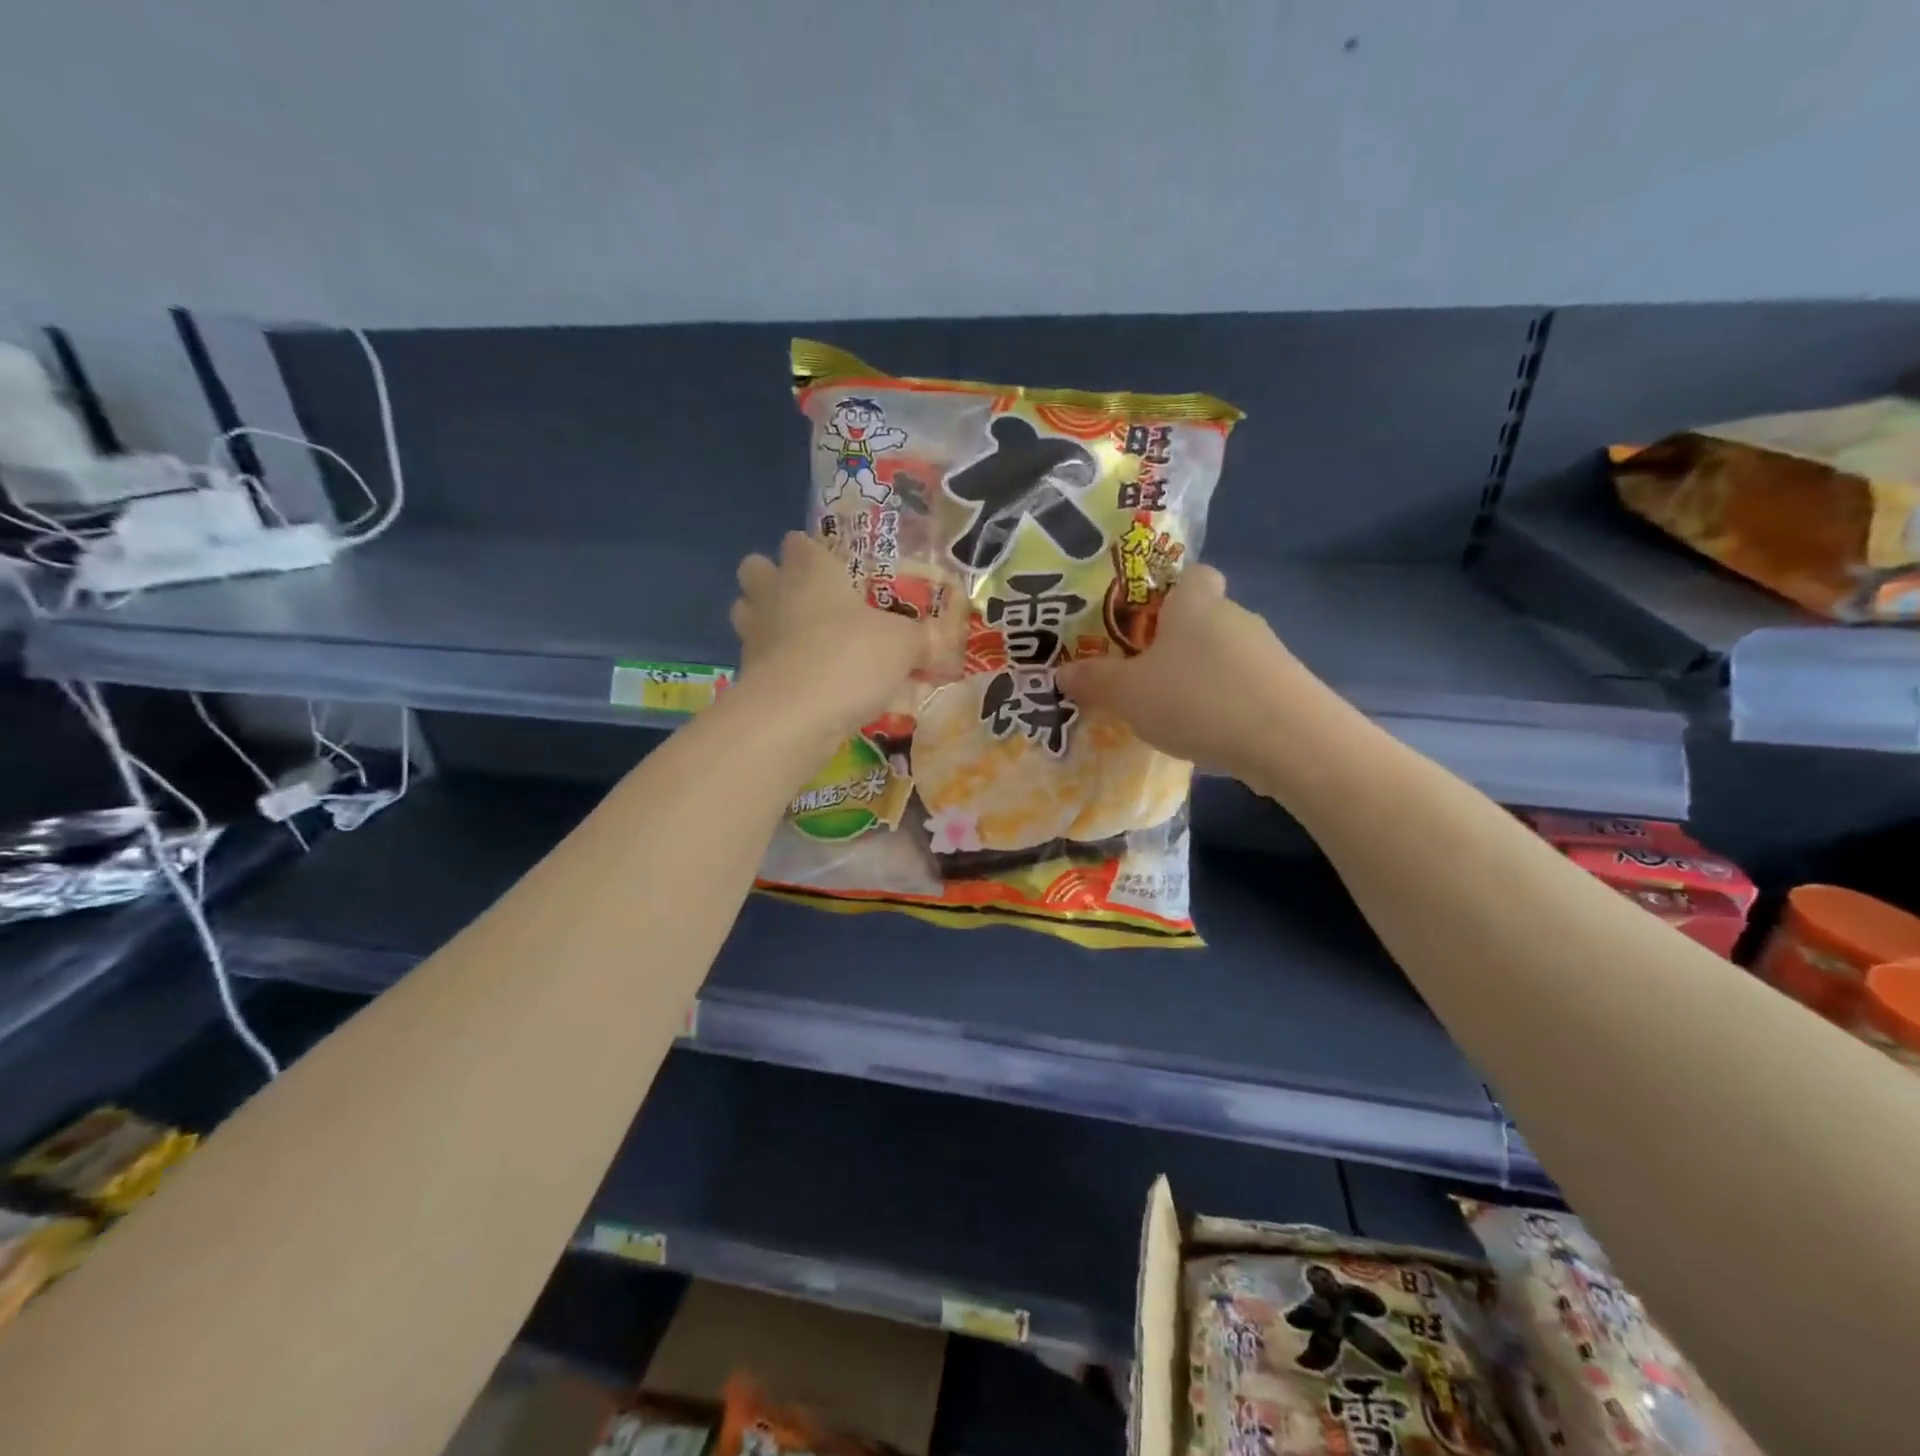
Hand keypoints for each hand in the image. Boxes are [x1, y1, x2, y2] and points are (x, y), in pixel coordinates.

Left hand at [730, 531, 924, 736]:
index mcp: (810, 570)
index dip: (812, 551)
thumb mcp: (903, 645)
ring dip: (766, 620)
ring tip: (800, 641)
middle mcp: (775, 593)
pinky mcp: (744, 674)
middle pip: (756, 568)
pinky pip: (756, 659)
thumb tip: (941, 639)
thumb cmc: (850, 658)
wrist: (794, 715)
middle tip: (809, 601)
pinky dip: (773, 666)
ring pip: (745, 611)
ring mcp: (753, 634)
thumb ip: (921, 638)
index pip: (799, 543)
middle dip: (774, 579)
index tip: (834, 567)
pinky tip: (803, 684)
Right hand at [1056, 565, 1313, 778]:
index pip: (1192, 573)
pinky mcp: (1287, 688)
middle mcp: (1235, 617)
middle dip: (1175, 643)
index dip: (1169, 590)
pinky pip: (1243, 686)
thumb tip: (1062, 671)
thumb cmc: (1197, 699)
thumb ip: (1094, 681)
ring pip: (1223, 655)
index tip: (1143, 621)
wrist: (1290, 742)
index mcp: (1195, 604)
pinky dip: (1224, 703)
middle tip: (1142, 675)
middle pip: (1203, 618)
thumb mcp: (1128, 694)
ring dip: (1199, 677)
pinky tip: (1207, 733)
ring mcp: (1267, 653)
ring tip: (1170, 713)